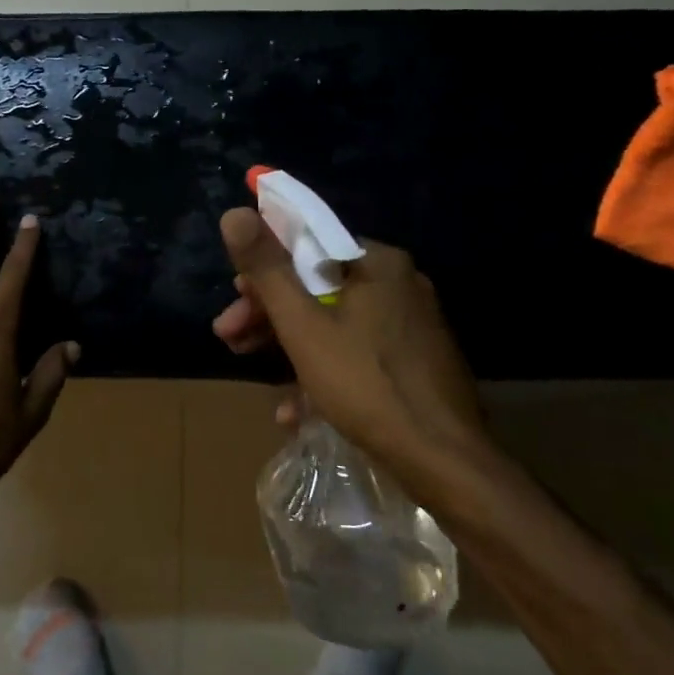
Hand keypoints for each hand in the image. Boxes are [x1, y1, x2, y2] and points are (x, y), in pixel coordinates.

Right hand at [212, 208, 499, 491]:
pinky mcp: (415, 363)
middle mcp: (400, 285)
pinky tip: (294, 410)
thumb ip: (267, 270)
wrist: (443, 461)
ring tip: (251, 370)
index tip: (235, 301)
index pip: (308, 248)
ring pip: (334, 324)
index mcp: (378, 264)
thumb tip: (234, 213)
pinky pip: (356, 354)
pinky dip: (322, 372)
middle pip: (317, 289)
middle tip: (230, 339)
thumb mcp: (303, 326)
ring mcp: (411, 326)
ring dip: (287, 347)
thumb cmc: (366, 383)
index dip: (263, 273)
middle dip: (268, 315)